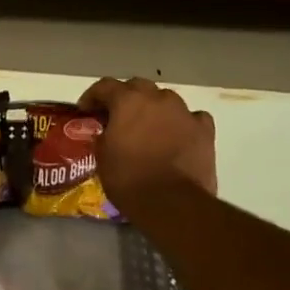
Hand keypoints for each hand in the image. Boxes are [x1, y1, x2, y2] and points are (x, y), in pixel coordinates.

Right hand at [80, 77, 219, 224]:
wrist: (173, 204)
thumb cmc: (130, 179)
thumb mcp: (102, 157)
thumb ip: (103, 135)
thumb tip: (107, 132)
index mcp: (127, 101)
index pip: (105, 86)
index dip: (92, 96)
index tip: (85, 110)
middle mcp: (157, 98)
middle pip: (138, 86)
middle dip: (125, 97)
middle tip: (117, 116)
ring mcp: (184, 112)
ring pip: (166, 99)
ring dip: (154, 108)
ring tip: (148, 128)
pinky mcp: (205, 131)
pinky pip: (191, 117)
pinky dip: (182, 123)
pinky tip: (177, 135)